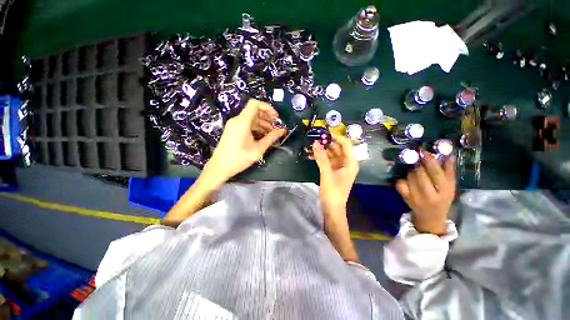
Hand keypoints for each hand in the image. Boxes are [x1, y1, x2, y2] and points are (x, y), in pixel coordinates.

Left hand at [204, 99, 285, 183]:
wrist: (220, 167)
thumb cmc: (239, 159)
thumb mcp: (258, 149)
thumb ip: (271, 138)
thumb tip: (282, 131)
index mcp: (242, 122)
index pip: (255, 104)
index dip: (267, 107)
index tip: (276, 117)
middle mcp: (237, 120)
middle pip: (254, 111)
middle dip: (267, 117)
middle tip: (276, 126)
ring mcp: (234, 125)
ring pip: (251, 118)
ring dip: (263, 123)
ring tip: (271, 133)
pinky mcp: (233, 130)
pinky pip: (246, 124)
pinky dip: (256, 127)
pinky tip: (263, 136)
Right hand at [312, 134, 358, 216]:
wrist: (332, 208)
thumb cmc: (333, 191)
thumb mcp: (327, 173)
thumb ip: (321, 158)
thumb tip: (315, 143)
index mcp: (350, 162)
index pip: (345, 144)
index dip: (336, 137)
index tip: (325, 133)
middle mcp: (346, 162)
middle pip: (337, 148)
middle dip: (327, 143)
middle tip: (315, 138)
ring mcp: (339, 167)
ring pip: (331, 154)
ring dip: (322, 150)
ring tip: (311, 146)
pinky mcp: (333, 171)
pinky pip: (327, 160)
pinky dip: (320, 157)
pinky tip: (311, 156)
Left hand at [395, 150, 455, 234]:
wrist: (430, 217)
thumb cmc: (442, 200)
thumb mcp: (450, 187)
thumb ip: (448, 171)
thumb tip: (448, 155)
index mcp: (444, 191)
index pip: (435, 172)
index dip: (428, 160)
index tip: (423, 151)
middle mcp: (429, 194)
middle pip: (419, 173)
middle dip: (418, 164)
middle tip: (418, 159)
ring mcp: (415, 197)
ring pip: (409, 176)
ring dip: (411, 171)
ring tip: (416, 171)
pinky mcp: (405, 197)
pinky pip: (400, 183)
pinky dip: (402, 178)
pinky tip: (407, 179)